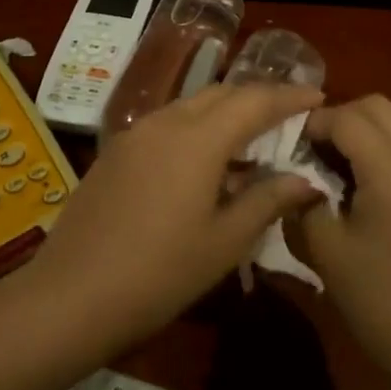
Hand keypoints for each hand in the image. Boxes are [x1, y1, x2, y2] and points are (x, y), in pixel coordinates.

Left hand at [32, 82, 326, 350]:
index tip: (318, 97)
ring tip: (250, 145)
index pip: (255, 101)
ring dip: (225, 115)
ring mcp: (135, 135)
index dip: (290, 96)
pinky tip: (204, 165)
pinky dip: (196, 130)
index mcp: (198, 139)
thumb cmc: (160, 272)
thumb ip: (268, 201)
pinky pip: (167, 125)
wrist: (72, 295)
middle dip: (258, 99)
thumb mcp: (225, 241)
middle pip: (221, 94)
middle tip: (288, 118)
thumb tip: (306, 180)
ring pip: (191, 106)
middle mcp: (166, 122)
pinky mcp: (115, 153)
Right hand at [292, 96, 390, 383]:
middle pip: (377, 107)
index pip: (347, 118)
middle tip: (306, 146)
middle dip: (338, 116)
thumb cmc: (377, 298)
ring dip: (359, 130)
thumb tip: (290, 174)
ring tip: (326, 162)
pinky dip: (377, 149)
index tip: (283, 140)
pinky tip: (354, 182)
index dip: (312, 122)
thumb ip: (302, 199)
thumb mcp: (325, 248)